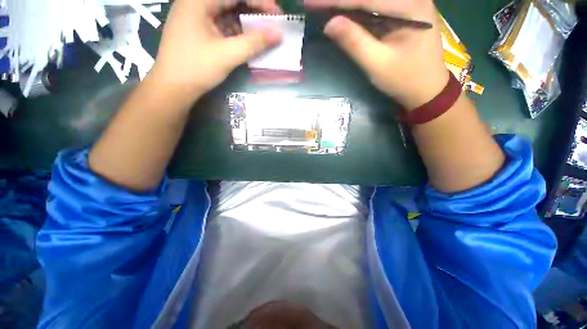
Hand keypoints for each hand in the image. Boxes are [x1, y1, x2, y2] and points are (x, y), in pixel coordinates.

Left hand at [150, 0, 282, 101]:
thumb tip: (278, 34)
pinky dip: (237, 31)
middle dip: (254, 10)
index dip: (260, 1)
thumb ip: (253, 43)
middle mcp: (196, 3)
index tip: (278, 15)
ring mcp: (197, 16)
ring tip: (264, 33)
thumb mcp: (227, 55)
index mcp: (199, 1)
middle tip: (272, 24)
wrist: (172, 88)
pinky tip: (248, 40)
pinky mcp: (199, 30)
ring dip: (247, 22)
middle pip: (231, 1)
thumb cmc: (196, 69)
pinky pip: (223, 24)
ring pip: (228, 13)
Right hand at [305, 0, 448, 108]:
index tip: (309, 2)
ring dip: (347, 3)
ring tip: (325, 7)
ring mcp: (408, 3)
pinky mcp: (402, 12)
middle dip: (341, 0)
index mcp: (410, 5)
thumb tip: (329, 24)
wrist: (427, 89)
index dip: (335, 0)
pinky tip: (342, 12)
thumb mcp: (377, 64)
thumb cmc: (405, 80)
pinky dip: (356, 9)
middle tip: (315, 3)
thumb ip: (354, 42)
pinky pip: (376, 6)